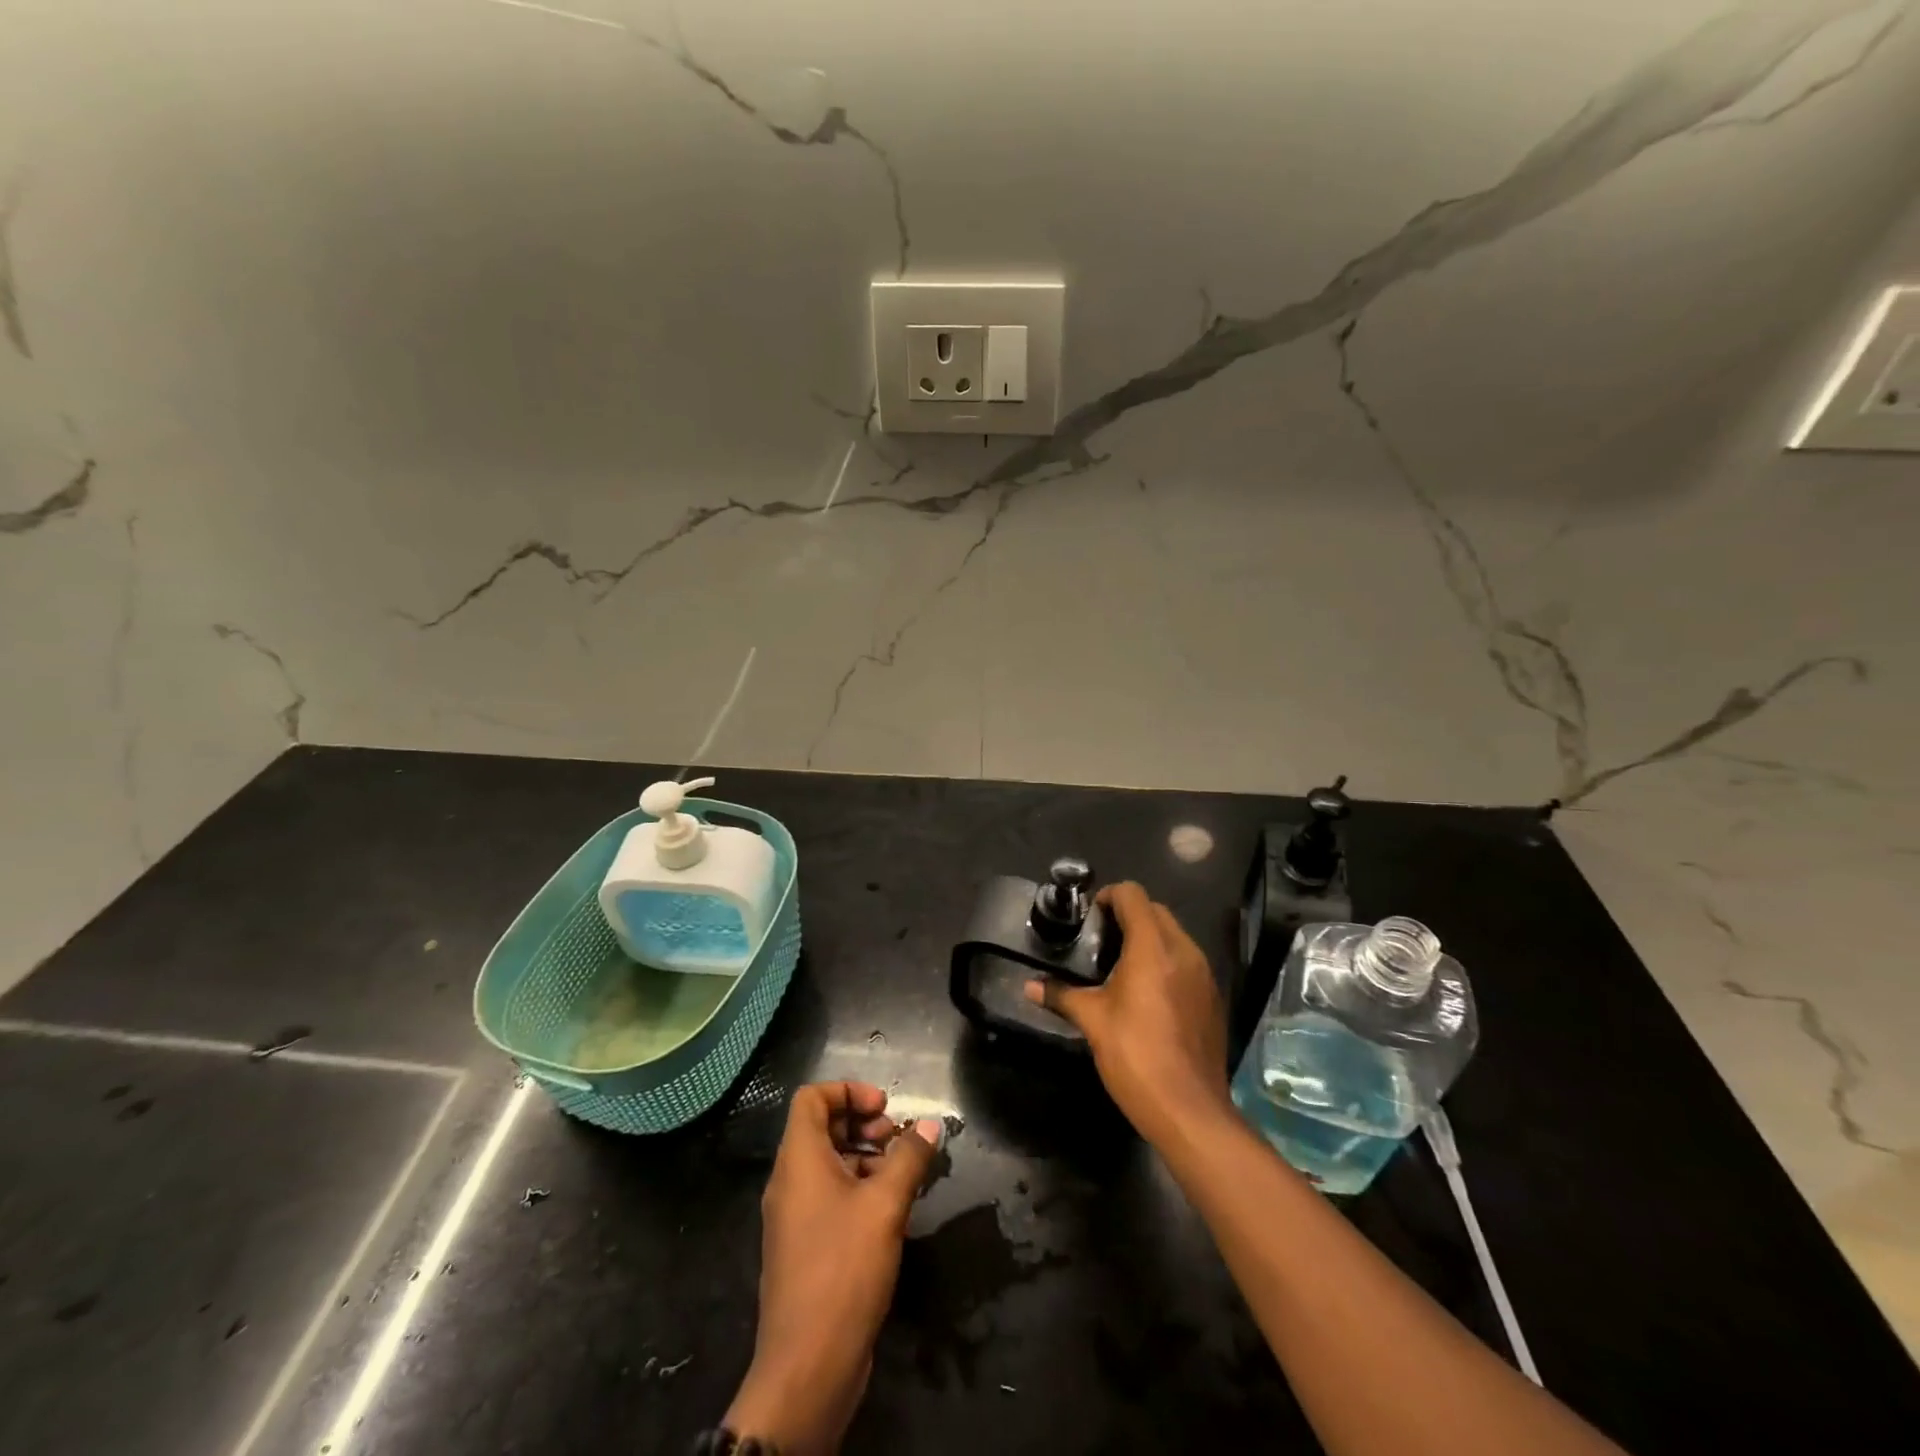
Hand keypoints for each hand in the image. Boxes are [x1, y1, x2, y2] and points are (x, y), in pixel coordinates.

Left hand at [725, 1081, 941, 1454]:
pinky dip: (857, 1188)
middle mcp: (789, 1181)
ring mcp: (793, 1216)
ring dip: (864, 1156)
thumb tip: (930, 1124)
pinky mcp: (803, 1247)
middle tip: (897, 1138)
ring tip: (901, 1173)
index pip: (812, 1097)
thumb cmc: (844, 1268)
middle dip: (861, 1123)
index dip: (848, 1091)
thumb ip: (909, 1158)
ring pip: (827, 1164)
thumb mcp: (885, 1205)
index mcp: (798, 1159)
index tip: (885, 1107)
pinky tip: (890, 1210)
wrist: (807, 1367)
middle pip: (820, 1128)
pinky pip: (828, 1197)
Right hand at [1025, 882, 1229, 1143]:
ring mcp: (1203, 974)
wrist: (1189, 1110)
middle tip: (1100, 940)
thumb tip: (1030, 987)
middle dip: (1128, 915)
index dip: (1108, 897)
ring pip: (1174, 936)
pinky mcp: (1212, 998)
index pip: (1133, 895)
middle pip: (1155, 911)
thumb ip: (1061, 995)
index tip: (1090, 918)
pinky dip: (1166, 962)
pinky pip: (1187, 962)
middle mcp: (1183, 951)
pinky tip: (1147, 994)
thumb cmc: (1135, 1055)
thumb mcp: (1092, 1021)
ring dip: (1149, 938)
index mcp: (1153, 947)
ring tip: (1120, 966)